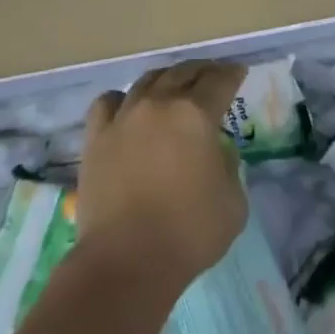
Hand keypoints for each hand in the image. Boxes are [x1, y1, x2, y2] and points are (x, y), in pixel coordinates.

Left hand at [77, 61, 247, 295]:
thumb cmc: (189, 233)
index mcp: (195, 114)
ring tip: (173, 86)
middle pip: (183, 73)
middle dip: (202, 71)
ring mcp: (124, 117)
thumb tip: (214, 154)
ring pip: (147, 81)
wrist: (126, 262)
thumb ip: (229, 167)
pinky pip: (109, 102)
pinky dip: (123, 98)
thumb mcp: (234, 202)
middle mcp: (158, 104)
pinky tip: (129, 106)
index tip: (238, 72)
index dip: (232, 74)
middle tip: (212, 75)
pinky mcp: (96, 137)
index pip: (219, 81)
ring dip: (166, 79)